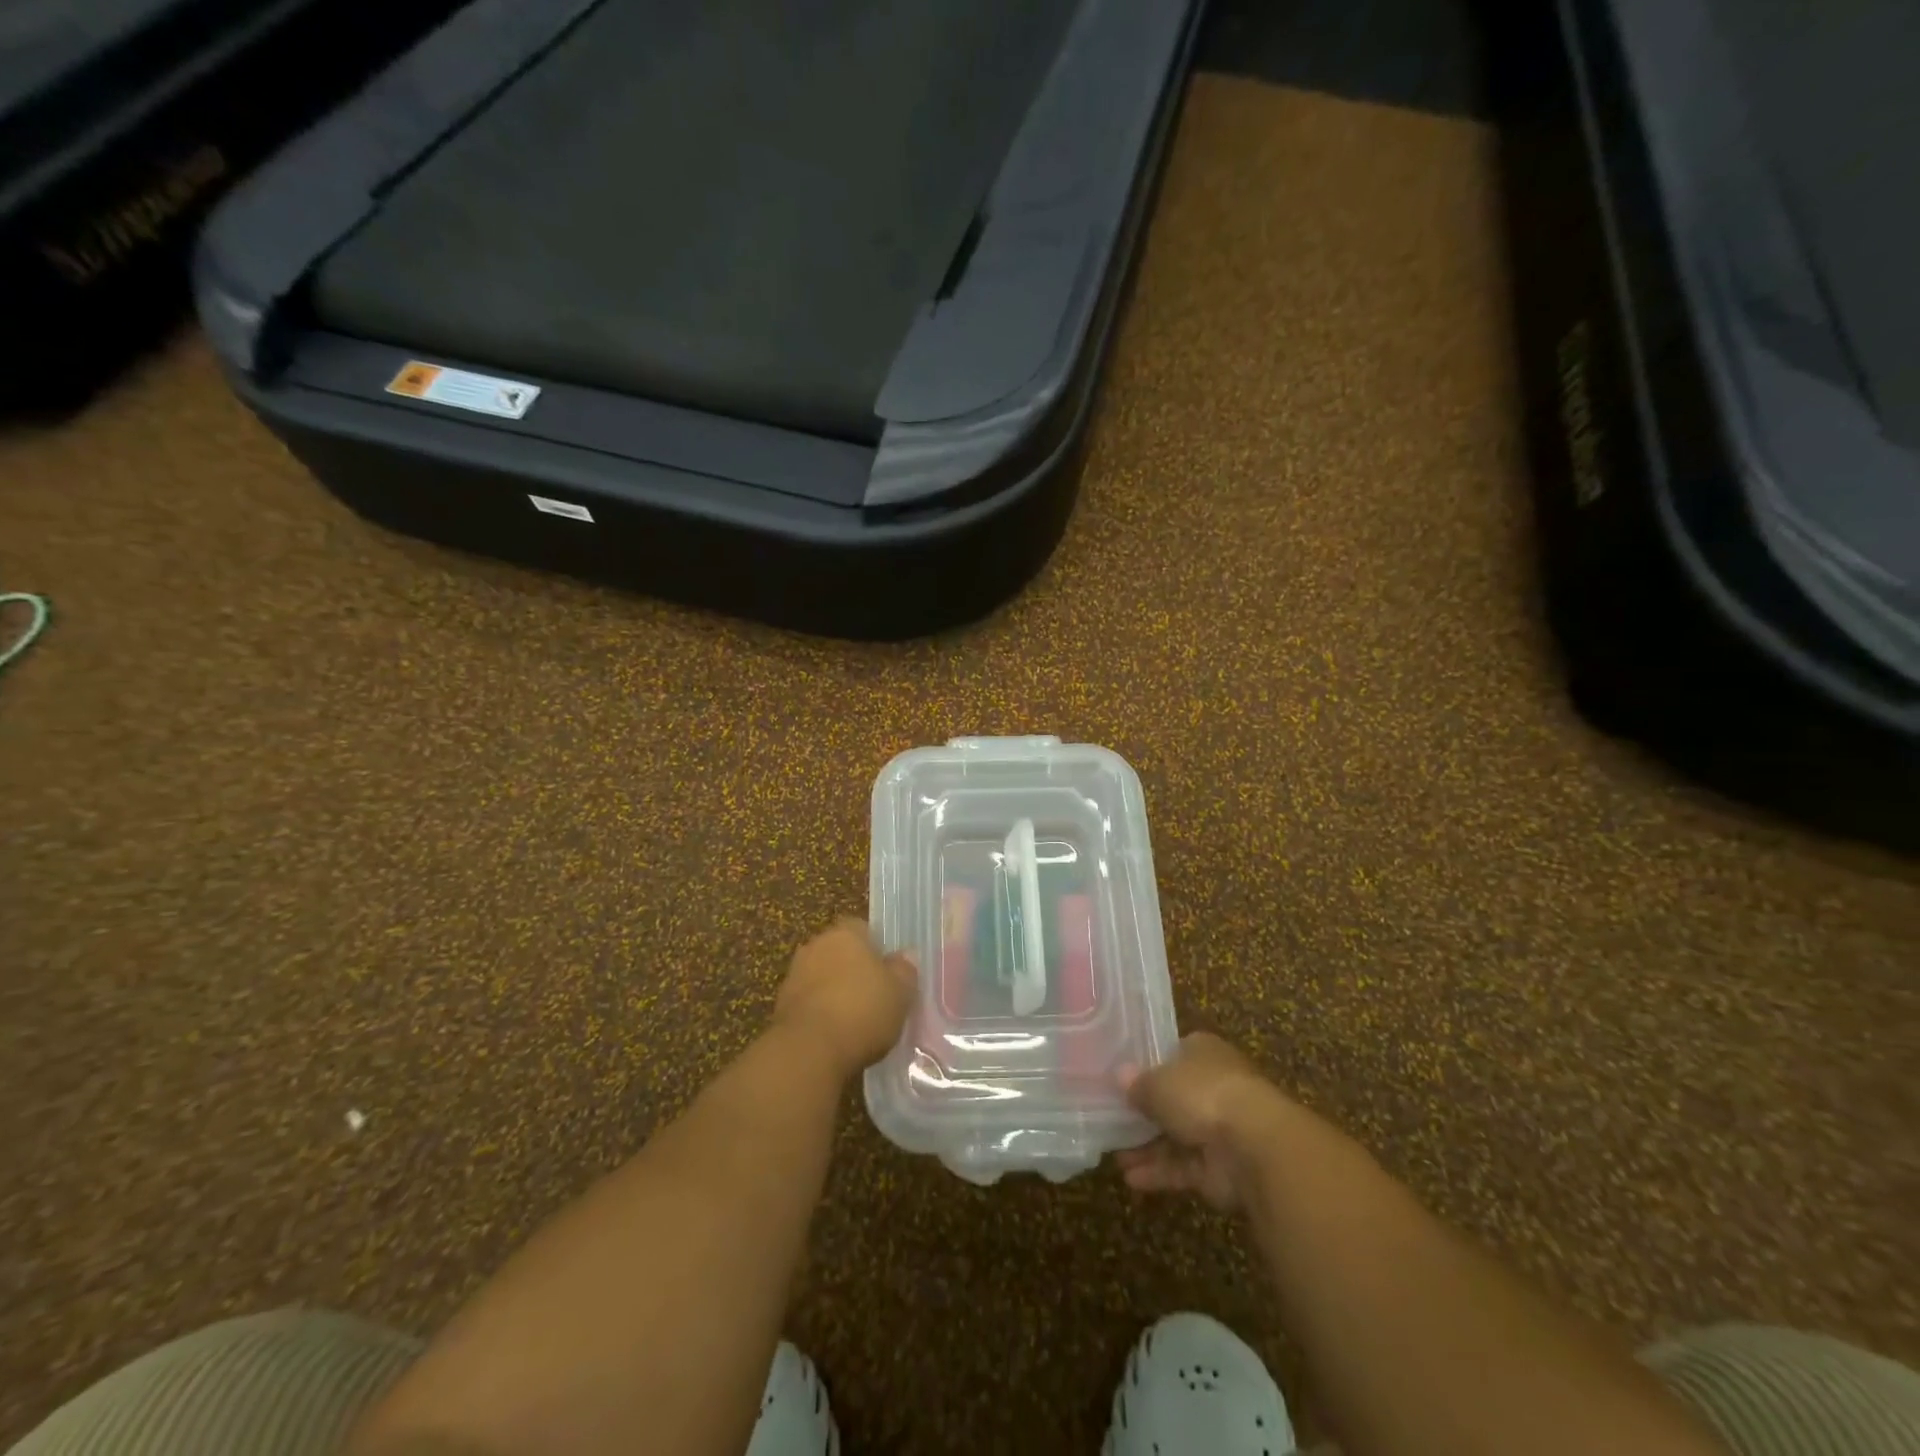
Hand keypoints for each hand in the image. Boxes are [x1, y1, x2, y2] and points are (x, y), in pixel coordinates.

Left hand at [772, 919, 916, 1079]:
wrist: (809, 1050)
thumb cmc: (862, 1010)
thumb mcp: (900, 991)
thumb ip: (904, 970)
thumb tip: (905, 956)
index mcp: (845, 933)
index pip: (862, 928)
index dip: (876, 948)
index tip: (888, 971)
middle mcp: (815, 945)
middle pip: (839, 952)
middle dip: (853, 969)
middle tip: (874, 995)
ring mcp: (794, 975)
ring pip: (822, 977)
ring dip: (834, 992)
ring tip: (855, 1020)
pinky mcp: (780, 1007)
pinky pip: (809, 1003)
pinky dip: (820, 1013)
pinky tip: (835, 1036)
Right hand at [1116, 1032, 1295, 1210]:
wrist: (1253, 1147)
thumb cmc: (1202, 1094)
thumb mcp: (1157, 1081)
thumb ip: (1137, 1083)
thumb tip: (1120, 1076)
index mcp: (1203, 1052)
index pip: (1173, 1053)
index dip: (1148, 1064)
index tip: (1121, 1076)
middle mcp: (1213, 1086)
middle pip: (1173, 1097)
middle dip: (1144, 1111)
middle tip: (1110, 1118)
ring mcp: (1219, 1129)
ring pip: (1176, 1136)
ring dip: (1147, 1146)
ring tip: (1113, 1154)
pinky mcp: (1220, 1169)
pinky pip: (1183, 1167)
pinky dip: (1159, 1172)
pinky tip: (1130, 1179)